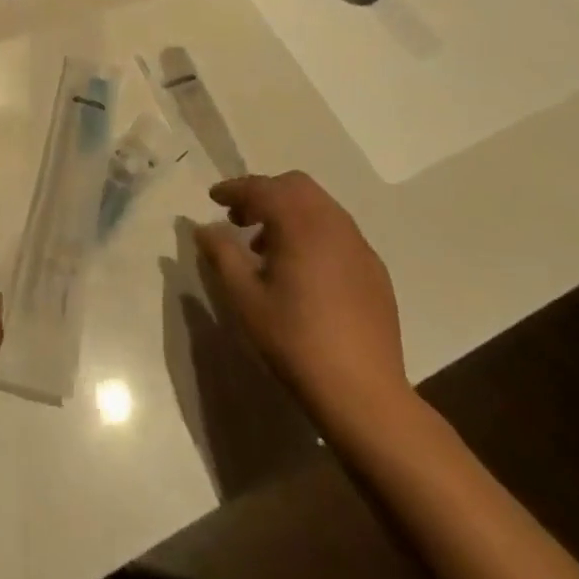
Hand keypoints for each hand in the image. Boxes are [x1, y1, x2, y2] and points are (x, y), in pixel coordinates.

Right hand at [194, 172, 412, 438]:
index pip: (262, 188)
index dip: (234, 189)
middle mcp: (334, 224)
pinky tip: (301, 270)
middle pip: (296, 186)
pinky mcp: (374, 270)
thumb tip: (204, 228)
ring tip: (265, 248)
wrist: (363, 392)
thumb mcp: (245, 298)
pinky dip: (312, 232)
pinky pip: (338, 232)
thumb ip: (222, 254)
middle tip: (239, 219)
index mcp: (301, 224)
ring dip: (289, 213)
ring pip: (319, 207)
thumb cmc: (295, 340)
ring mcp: (359, 246)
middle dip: (264, 194)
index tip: (213, 198)